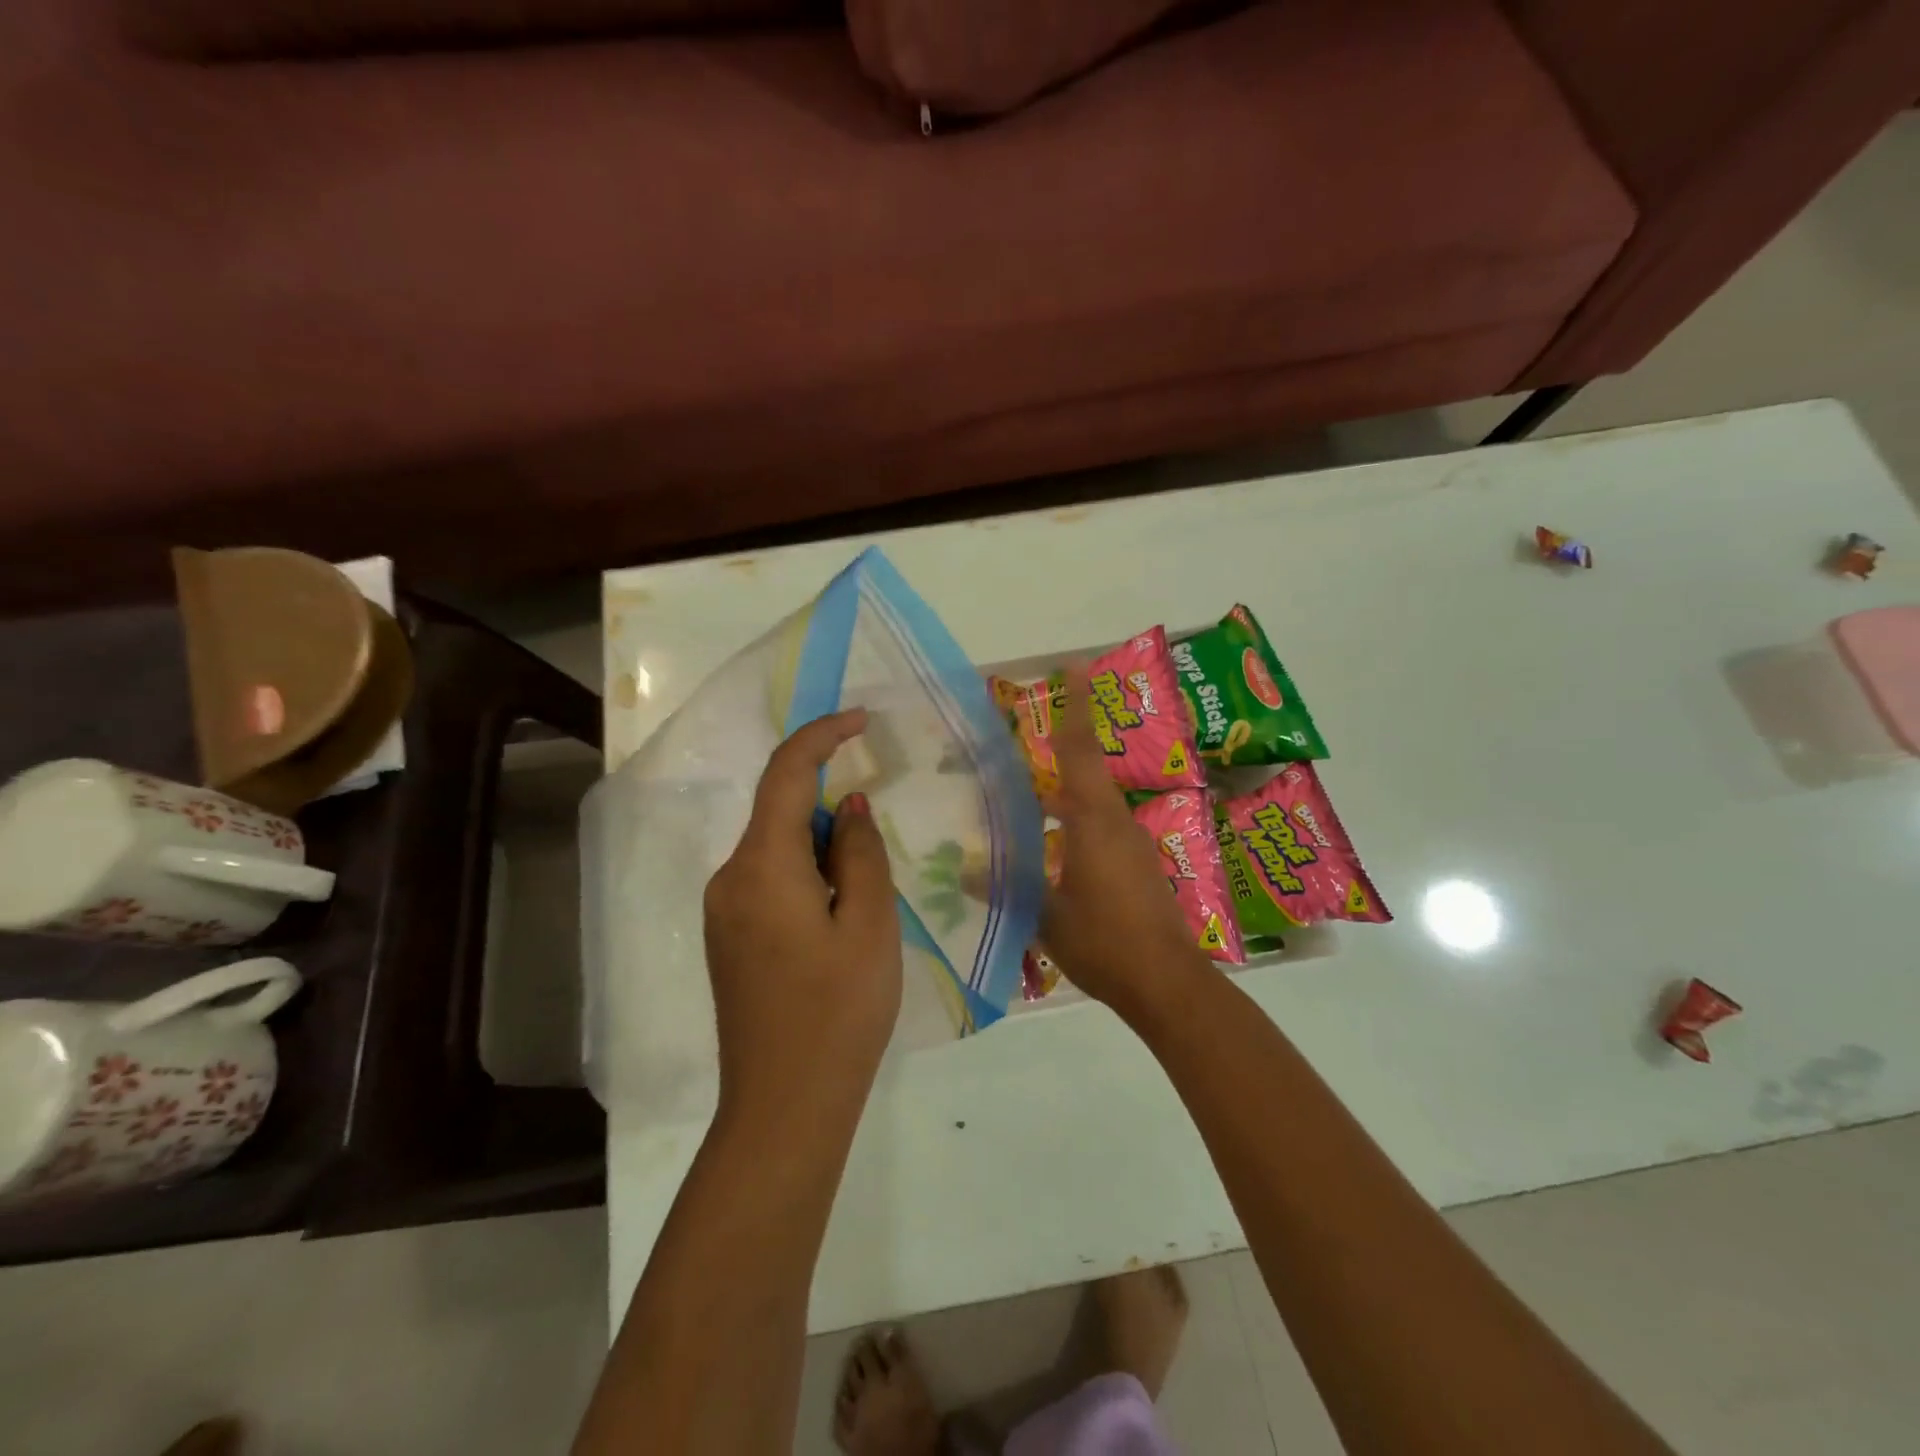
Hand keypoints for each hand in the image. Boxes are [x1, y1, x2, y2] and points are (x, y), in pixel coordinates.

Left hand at [703, 709, 900, 1122]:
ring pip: (778, 850)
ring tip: (866, 906)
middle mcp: (730, 878)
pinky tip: (839, 924)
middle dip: (834, 814)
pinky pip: (770, 881)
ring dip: (825, 852)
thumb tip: (848, 807)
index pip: (786, 774)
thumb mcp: (869, 925)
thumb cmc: (838, 1013)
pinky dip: (808, 878)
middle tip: (881, 858)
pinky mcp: (729, 937)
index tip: (862, 720)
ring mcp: (724, 910)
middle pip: (781, 813)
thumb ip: (860, 852)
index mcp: (761, 866)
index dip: (822, 736)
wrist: (783, 1108)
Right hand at [1042, 667, 1213, 1023]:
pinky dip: (1075, 830)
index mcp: (1094, 821)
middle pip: (1086, 776)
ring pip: (1093, 808)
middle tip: (1022, 751)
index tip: (1074, 668)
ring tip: (1028, 808)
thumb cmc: (1104, 941)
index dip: (1076, 708)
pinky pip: (1102, 834)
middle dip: (1060, 757)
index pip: (1081, 751)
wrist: (1167, 983)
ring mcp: (1133, 847)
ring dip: (1064, 801)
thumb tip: (965, 870)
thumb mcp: (1046, 914)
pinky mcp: (1139, 870)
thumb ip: (1007, 887)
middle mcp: (1117, 824)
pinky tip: (1053, 854)